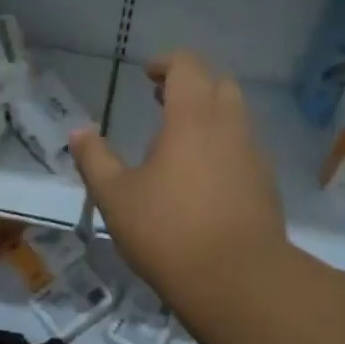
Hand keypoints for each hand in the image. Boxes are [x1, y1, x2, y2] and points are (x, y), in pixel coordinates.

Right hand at [69, 51, 288, 312]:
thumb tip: (78, 131)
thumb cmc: (169, 232)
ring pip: (235, 116)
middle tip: (162, 103)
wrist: (239, 280)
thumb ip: (94, 159)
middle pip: (218, 84)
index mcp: (193, 117)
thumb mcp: (115, 197)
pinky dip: (223, 146)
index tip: (147, 76)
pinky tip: (202, 178)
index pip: (187, 65)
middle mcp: (230, 126)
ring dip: (209, 116)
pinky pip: (244, 148)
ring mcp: (254, 155)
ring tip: (178, 143)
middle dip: (191, 85)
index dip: (166, 63)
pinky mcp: (266, 184)